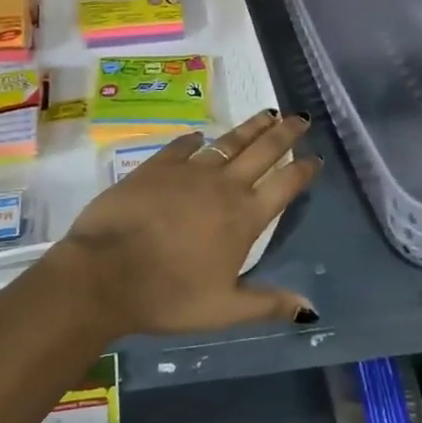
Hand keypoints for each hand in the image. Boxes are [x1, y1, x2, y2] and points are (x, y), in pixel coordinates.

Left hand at [47, 110, 320, 335]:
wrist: (105, 271)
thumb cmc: (168, 296)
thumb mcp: (223, 310)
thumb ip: (267, 304)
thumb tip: (310, 308)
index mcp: (244, 218)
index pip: (284, 185)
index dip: (302, 169)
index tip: (315, 158)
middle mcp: (223, 186)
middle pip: (262, 151)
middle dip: (285, 133)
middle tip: (300, 118)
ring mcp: (189, 171)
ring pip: (228, 142)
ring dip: (251, 127)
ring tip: (267, 113)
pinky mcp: (157, 166)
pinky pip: (182, 145)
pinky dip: (195, 139)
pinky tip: (200, 135)